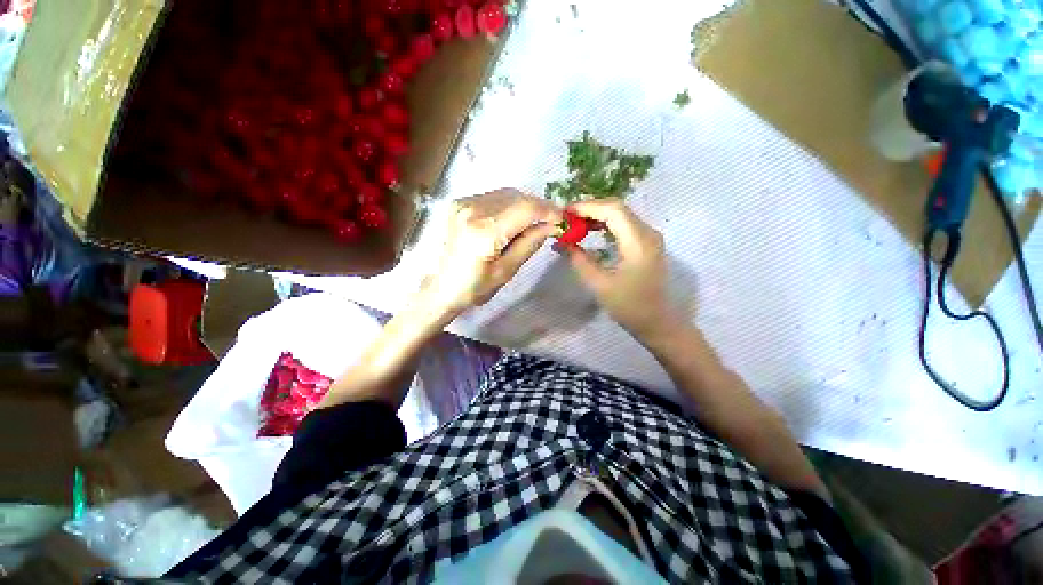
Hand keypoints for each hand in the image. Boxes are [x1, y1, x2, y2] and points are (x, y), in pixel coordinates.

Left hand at [418, 189, 561, 319]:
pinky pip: (494, 197)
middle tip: (552, 222)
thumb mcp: (507, 270)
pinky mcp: (460, 203)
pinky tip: (514, 220)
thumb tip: (552, 225)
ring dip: (525, 205)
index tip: (563, 219)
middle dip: (539, 207)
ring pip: (507, 194)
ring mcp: (464, 203)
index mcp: (484, 231)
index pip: (525, 209)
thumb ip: (530, 243)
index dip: (549, 211)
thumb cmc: (475, 287)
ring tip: (534, 222)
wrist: (442, 287)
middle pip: (518, 197)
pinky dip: (510, 205)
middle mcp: (472, 210)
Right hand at [563, 199, 673, 337]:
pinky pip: (624, 224)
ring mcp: (649, 236)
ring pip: (621, 214)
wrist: (656, 321)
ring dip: (597, 214)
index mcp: (638, 242)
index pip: (613, 210)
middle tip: (567, 218)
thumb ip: (579, 260)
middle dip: (590, 209)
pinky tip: (591, 229)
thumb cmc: (628, 306)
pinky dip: (605, 223)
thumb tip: (561, 242)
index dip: (587, 207)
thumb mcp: (599, 284)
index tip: (565, 213)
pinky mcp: (646, 242)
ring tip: (574, 222)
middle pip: (617, 208)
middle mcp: (648, 233)